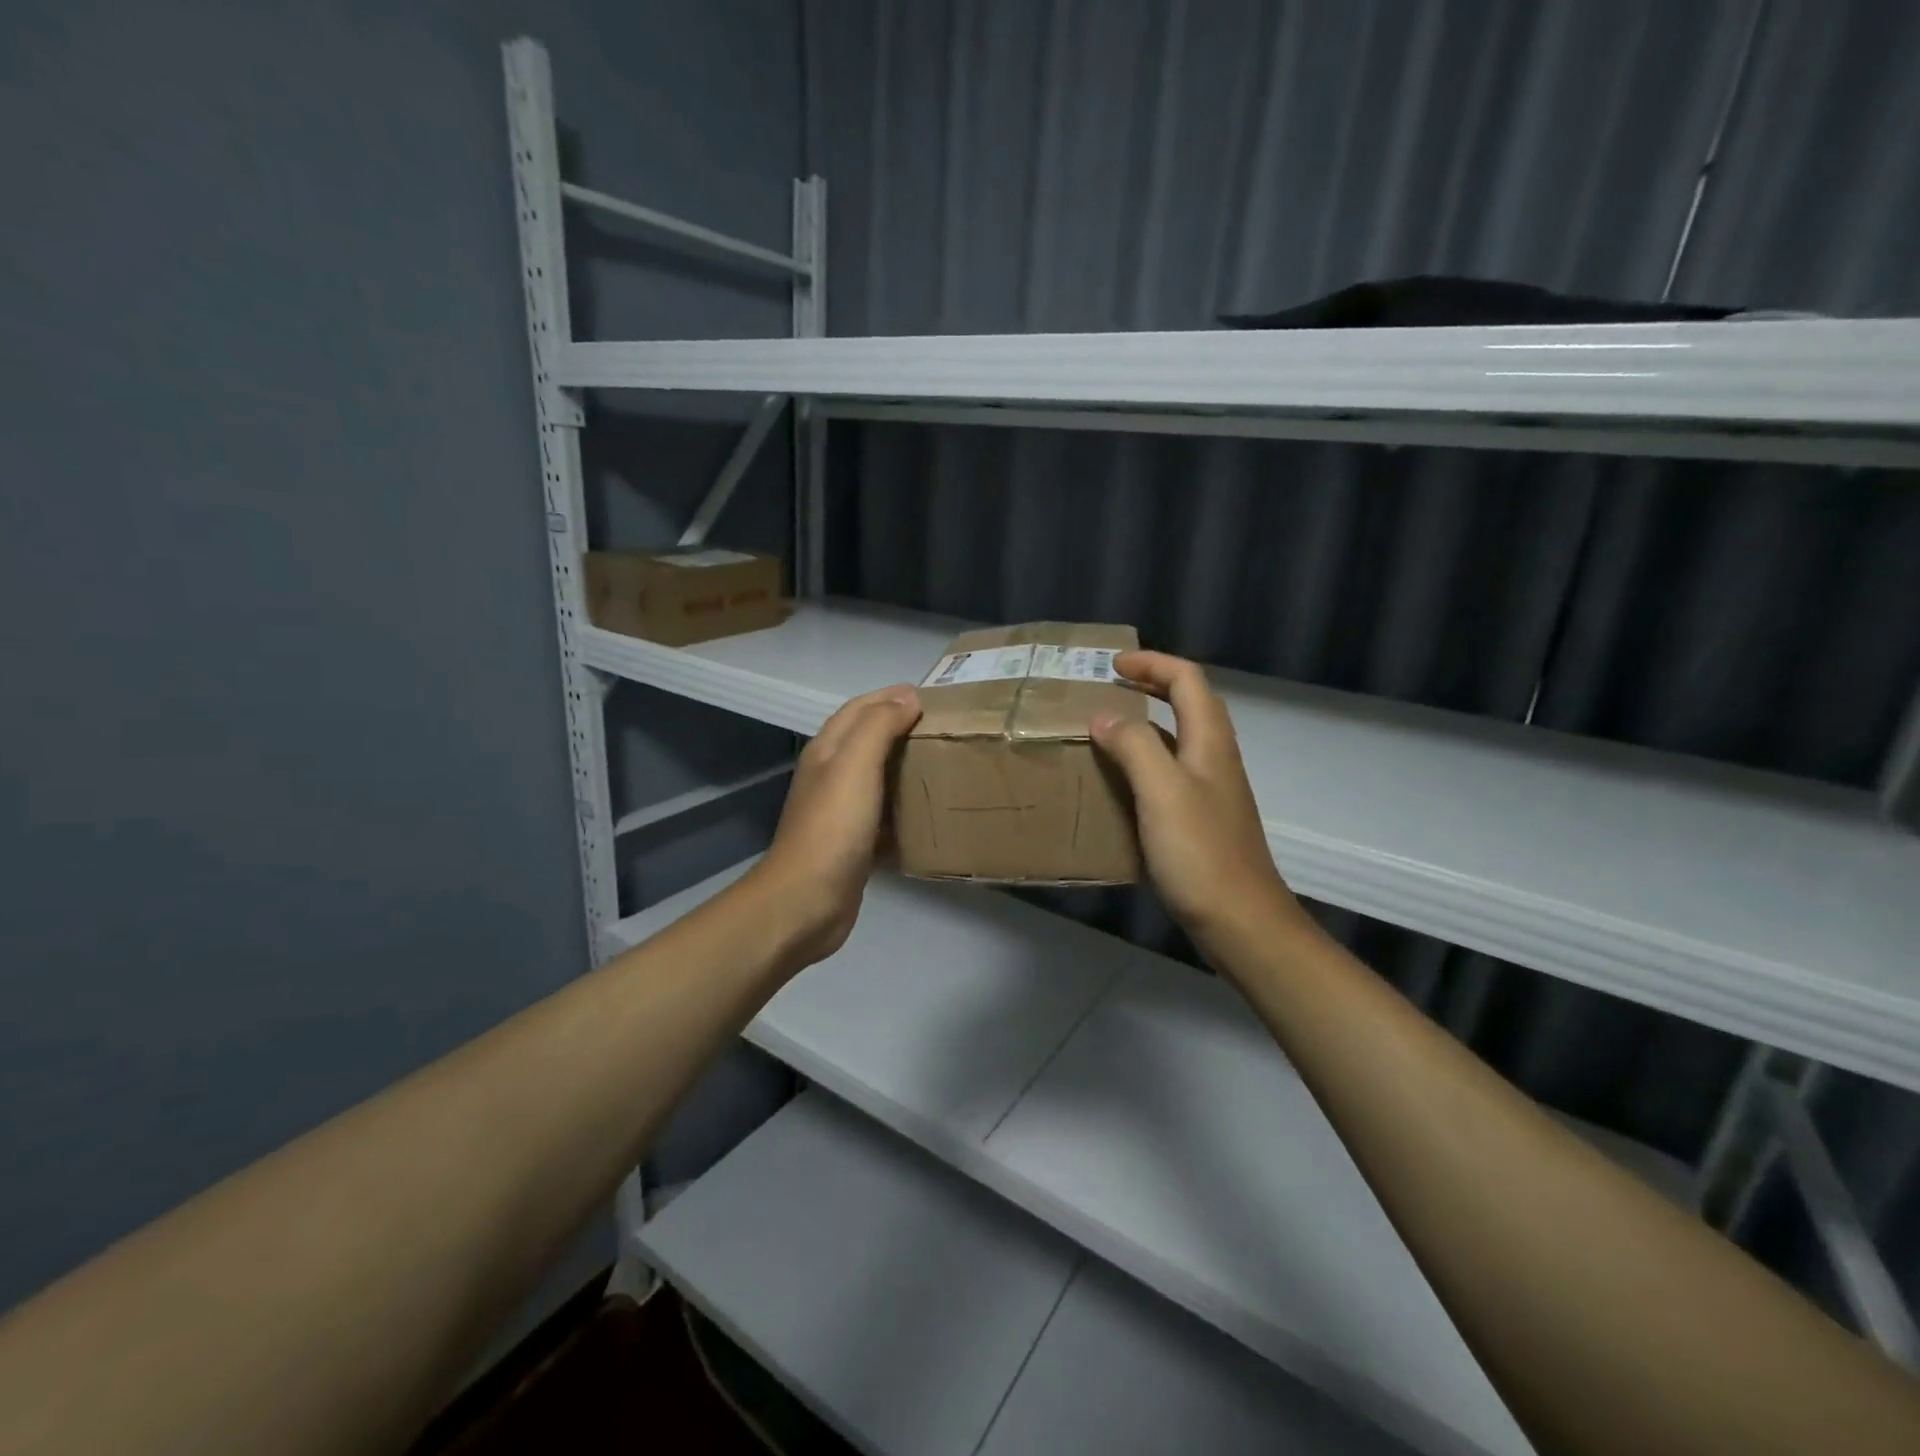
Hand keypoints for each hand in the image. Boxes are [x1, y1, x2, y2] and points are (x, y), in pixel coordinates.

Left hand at [752, 684, 921, 968]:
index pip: (859, 708)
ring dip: (905, 766)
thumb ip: (880, 726)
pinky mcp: (854, 844)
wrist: (807, 901)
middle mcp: (831, 776)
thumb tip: (908, 697)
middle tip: (945, 728)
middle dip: (902, 727)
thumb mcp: (855, 765)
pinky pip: (884, 814)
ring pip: (877, 777)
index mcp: (827, 751)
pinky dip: (905, 806)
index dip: (891, 696)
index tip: (931, 695)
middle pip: (868, 740)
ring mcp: (841, 812)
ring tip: (944, 764)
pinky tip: (930, 812)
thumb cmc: (833, 827)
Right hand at [1090, 651, 1303, 949]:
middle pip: (1188, 703)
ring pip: (1178, 738)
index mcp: (1210, 742)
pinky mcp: (1201, 819)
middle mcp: (1215, 758)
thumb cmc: (1200, 853)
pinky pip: (1169, 773)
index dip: (1152, 663)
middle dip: (1151, 685)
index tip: (1112, 666)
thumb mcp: (1162, 791)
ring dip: (1146, 723)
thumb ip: (1134, 746)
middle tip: (1109, 687)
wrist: (1240, 921)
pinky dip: (1144, 761)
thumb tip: (1105, 716)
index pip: (1187, 679)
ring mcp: (1210, 790)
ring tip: (1105, 729)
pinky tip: (1119, 783)